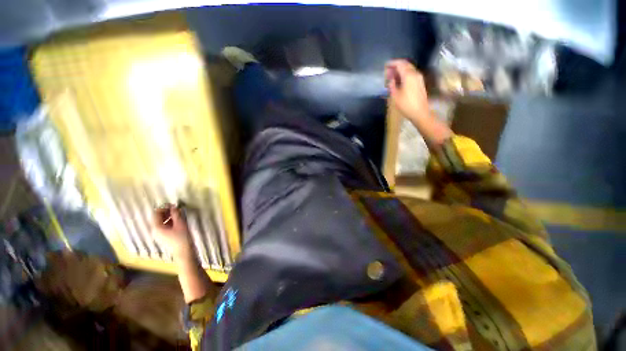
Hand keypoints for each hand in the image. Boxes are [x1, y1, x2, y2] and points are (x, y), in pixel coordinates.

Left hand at [153, 205, 192, 258]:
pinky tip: (177, 220)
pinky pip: (165, 226)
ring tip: (178, 212)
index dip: (164, 207)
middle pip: (158, 218)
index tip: (173, 204)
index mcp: (156, 227)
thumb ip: (176, 214)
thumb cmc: (182, 238)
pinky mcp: (164, 236)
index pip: (156, 214)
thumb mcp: (180, 224)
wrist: (184, 252)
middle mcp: (155, 230)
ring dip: (169, 216)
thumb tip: (174, 206)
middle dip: (166, 211)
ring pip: (162, 221)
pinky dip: (170, 221)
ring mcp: (159, 234)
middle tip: (176, 207)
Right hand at [385, 59, 430, 122]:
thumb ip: (392, 85)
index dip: (393, 63)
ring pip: (409, 69)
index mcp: (408, 75)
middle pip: (406, 64)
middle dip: (397, 66)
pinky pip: (411, 74)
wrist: (420, 112)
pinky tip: (399, 81)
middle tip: (388, 71)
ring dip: (401, 70)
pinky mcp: (420, 83)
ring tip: (392, 76)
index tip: (386, 65)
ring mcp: (419, 78)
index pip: (400, 63)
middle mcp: (415, 73)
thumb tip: (391, 79)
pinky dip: (404, 74)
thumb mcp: (395, 96)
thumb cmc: (406, 105)